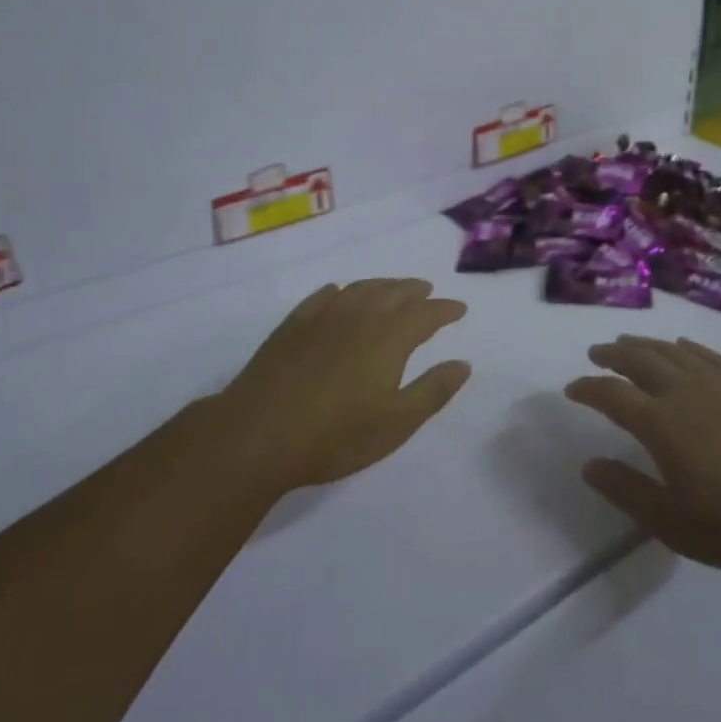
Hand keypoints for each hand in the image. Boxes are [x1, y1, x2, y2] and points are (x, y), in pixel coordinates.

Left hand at [213, 279, 470, 496]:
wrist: (257, 435)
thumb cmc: (336, 436)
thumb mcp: (397, 423)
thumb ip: (433, 391)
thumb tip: (462, 363)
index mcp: (390, 337)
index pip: (426, 314)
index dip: (445, 310)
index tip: (459, 309)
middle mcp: (360, 317)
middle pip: (394, 293)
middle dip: (415, 291)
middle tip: (427, 291)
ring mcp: (323, 318)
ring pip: (360, 289)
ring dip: (382, 285)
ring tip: (392, 289)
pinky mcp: (292, 326)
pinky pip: (322, 297)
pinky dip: (339, 291)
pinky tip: (338, 294)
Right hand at [565, 335, 720, 574]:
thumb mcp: (673, 522)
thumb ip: (627, 491)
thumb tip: (589, 465)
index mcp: (662, 423)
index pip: (613, 395)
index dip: (588, 388)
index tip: (572, 388)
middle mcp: (684, 392)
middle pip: (640, 360)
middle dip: (613, 354)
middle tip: (596, 352)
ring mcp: (719, 383)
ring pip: (671, 352)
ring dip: (645, 344)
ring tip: (629, 342)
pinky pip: (707, 355)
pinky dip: (687, 347)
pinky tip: (681, 347)